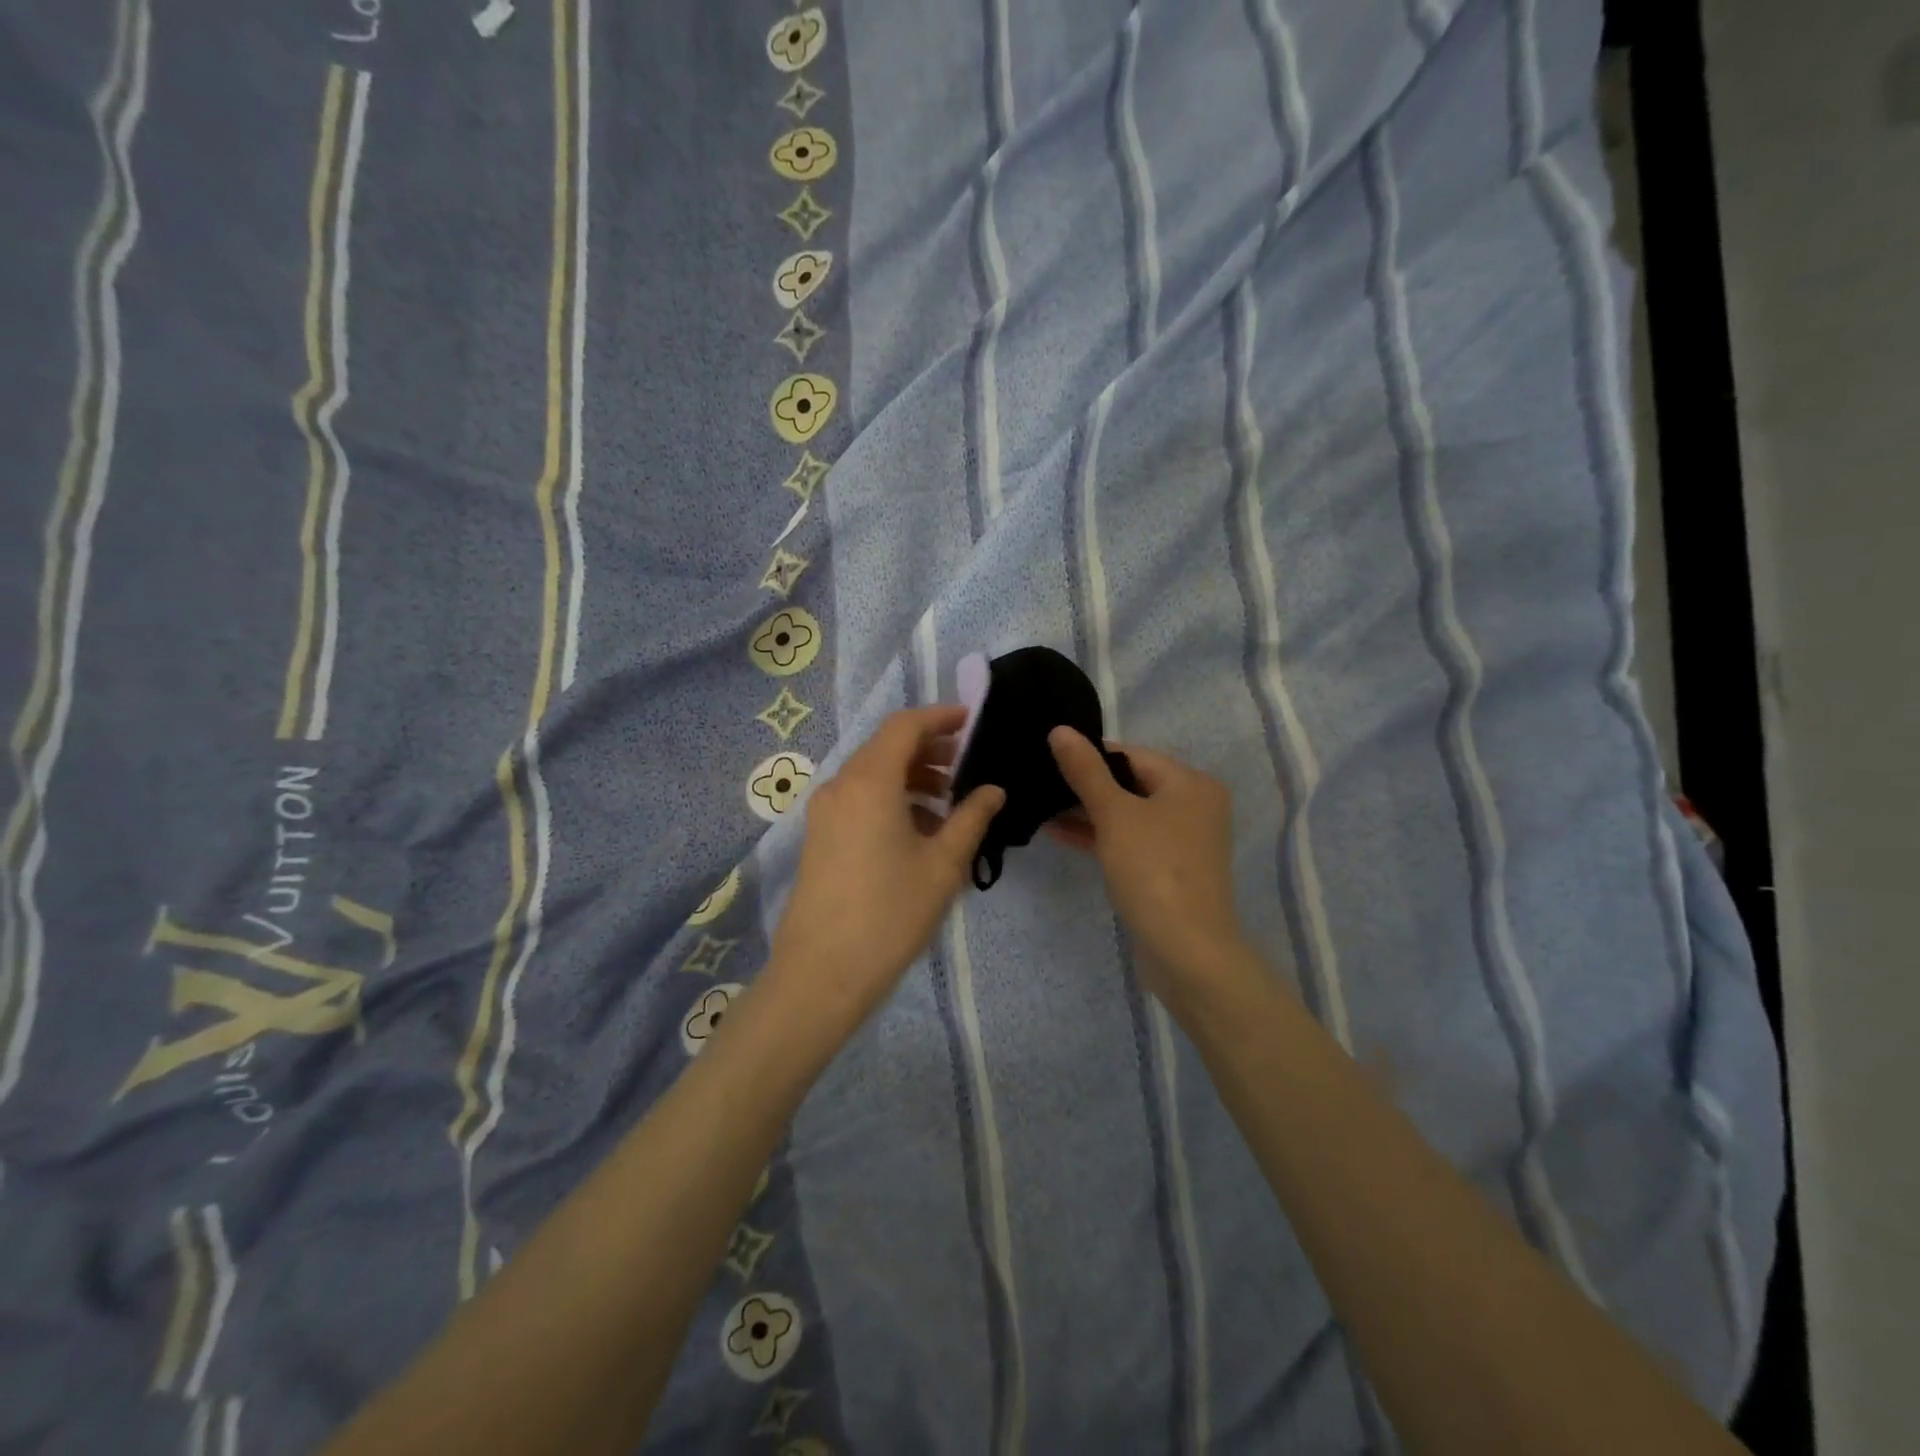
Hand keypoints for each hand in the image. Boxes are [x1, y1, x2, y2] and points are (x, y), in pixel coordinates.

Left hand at [770, 706, 1004, 1024]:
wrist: (822, 972)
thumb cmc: (891, 913)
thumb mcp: (943, 865)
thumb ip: (971, 818)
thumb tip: (993, 790)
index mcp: (870, 780)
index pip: (905, 726)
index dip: (940, 717)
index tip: (972, 721)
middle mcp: (841, 785)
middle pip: (886, 746)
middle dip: (928, 748)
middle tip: (967, 764)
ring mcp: (825, 811)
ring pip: (872, 773)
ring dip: (910, 775)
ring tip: (948, 801)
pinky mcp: (819, 836)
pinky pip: (859, 798)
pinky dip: (890, 797)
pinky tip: (918, 829)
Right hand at [1047, 727, 1250, 1001]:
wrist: (1186, 951)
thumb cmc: (1153, 870)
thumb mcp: (1114, 814)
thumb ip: (1085, 771)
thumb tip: (1060, 730)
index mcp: (1190, 783)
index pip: (1131, 754)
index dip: (1089, 755)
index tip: (1047, 758)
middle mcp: (1193, 805)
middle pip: (1130, 783)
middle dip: (1085, 785)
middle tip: (1040, 783)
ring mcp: (1182, 841)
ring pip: (1128, 814)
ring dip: (1088, 812)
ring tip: (1041, 808)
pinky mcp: (1169, 870)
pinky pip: (1130, 840)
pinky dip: (1100, 836)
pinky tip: (1060, 834)